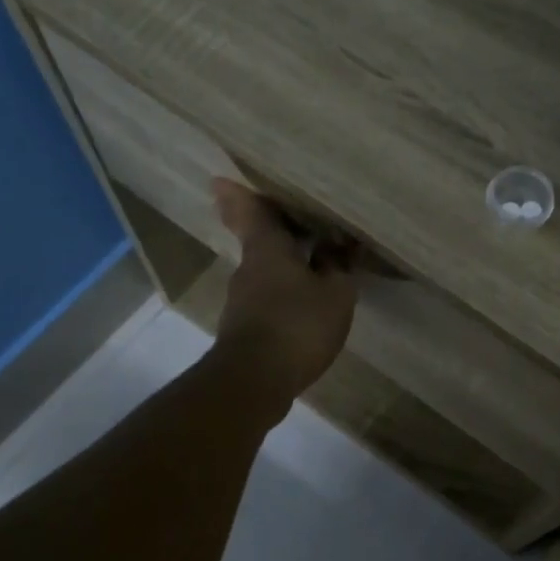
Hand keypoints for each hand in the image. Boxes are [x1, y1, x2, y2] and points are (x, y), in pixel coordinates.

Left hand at [208, 179, 357, 419]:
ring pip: (264, 272)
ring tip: (312, 266)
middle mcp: (249, 269)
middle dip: (272, 231)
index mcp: (267, 249)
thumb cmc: (297, 325)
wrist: (255, 380)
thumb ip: (338, 269)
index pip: (253, 212)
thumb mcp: (335, 295)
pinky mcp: (246, 329)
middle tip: (290, 222)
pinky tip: (305, 306)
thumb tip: (337, 250)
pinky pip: (268, 299)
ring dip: (284, 267)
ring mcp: (243, 301)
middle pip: (259, 241)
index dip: (241, 195)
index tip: (222, 180)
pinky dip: (284, 294)